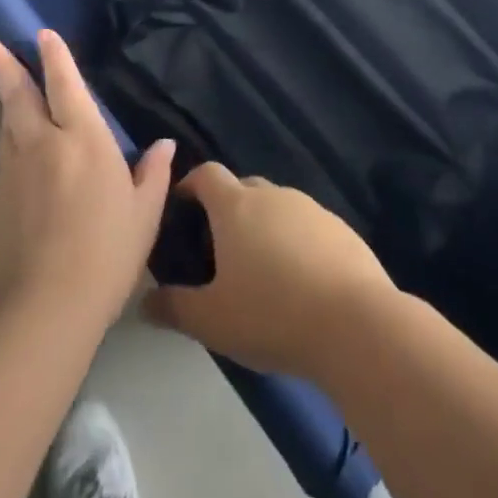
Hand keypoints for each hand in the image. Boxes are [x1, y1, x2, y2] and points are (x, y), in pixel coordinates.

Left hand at [0, 30, 174, 331]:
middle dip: (3, 67)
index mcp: (84, 141)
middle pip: (18, 97)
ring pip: (6, 128)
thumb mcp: (143, 215)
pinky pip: (3, 166)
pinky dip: (10, 154)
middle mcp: (42, 146)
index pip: (66, 86)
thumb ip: (153, 174)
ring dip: (6, 106)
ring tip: (5, 92)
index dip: (55, 58)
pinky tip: (20, 171)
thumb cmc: (105, 256)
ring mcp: (11, 175)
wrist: (39, 311)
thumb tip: (164, 144)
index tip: (42, 34)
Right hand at [142, 164, 395, 380]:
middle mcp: (273, 195)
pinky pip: (307, 226)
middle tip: (218, 250)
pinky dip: (296, 243)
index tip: (181, 205)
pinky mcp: (340, 228)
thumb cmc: (271, 314)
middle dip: (227, 209)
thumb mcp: (212, 320)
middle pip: (243, 188)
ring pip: (277, 207)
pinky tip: (299, 282)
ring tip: (259, 270)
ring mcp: (311, 208)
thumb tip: (144, 301)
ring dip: (264, 227)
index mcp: (236, 207)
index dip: (191, 184)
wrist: (353, 322)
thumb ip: (174, 307)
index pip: (207, 174)